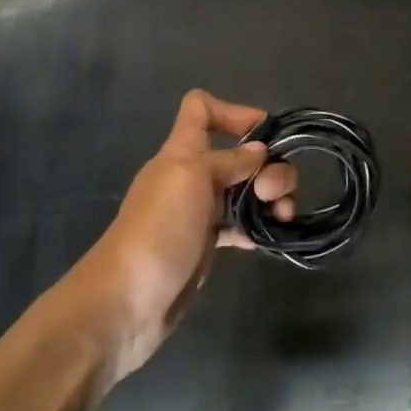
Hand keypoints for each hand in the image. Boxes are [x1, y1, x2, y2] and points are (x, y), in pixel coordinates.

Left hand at [64, 91, 297, 383]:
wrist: (128, 300)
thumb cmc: (159, 230)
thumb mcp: (192, 179)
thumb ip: (228, 160)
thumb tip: (259, 150)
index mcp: (181, 152)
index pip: (201, 109)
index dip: (234, 112)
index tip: (266, 134)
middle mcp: (191, 176)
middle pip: (238, 153)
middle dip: (268, 166)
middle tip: (272, 194)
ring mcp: (198, 212)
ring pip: (244, 190)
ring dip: (269, 198)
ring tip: (282, 218)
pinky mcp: (205, 244)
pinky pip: (238, 225)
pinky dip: (256, 227)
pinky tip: (267, 239)